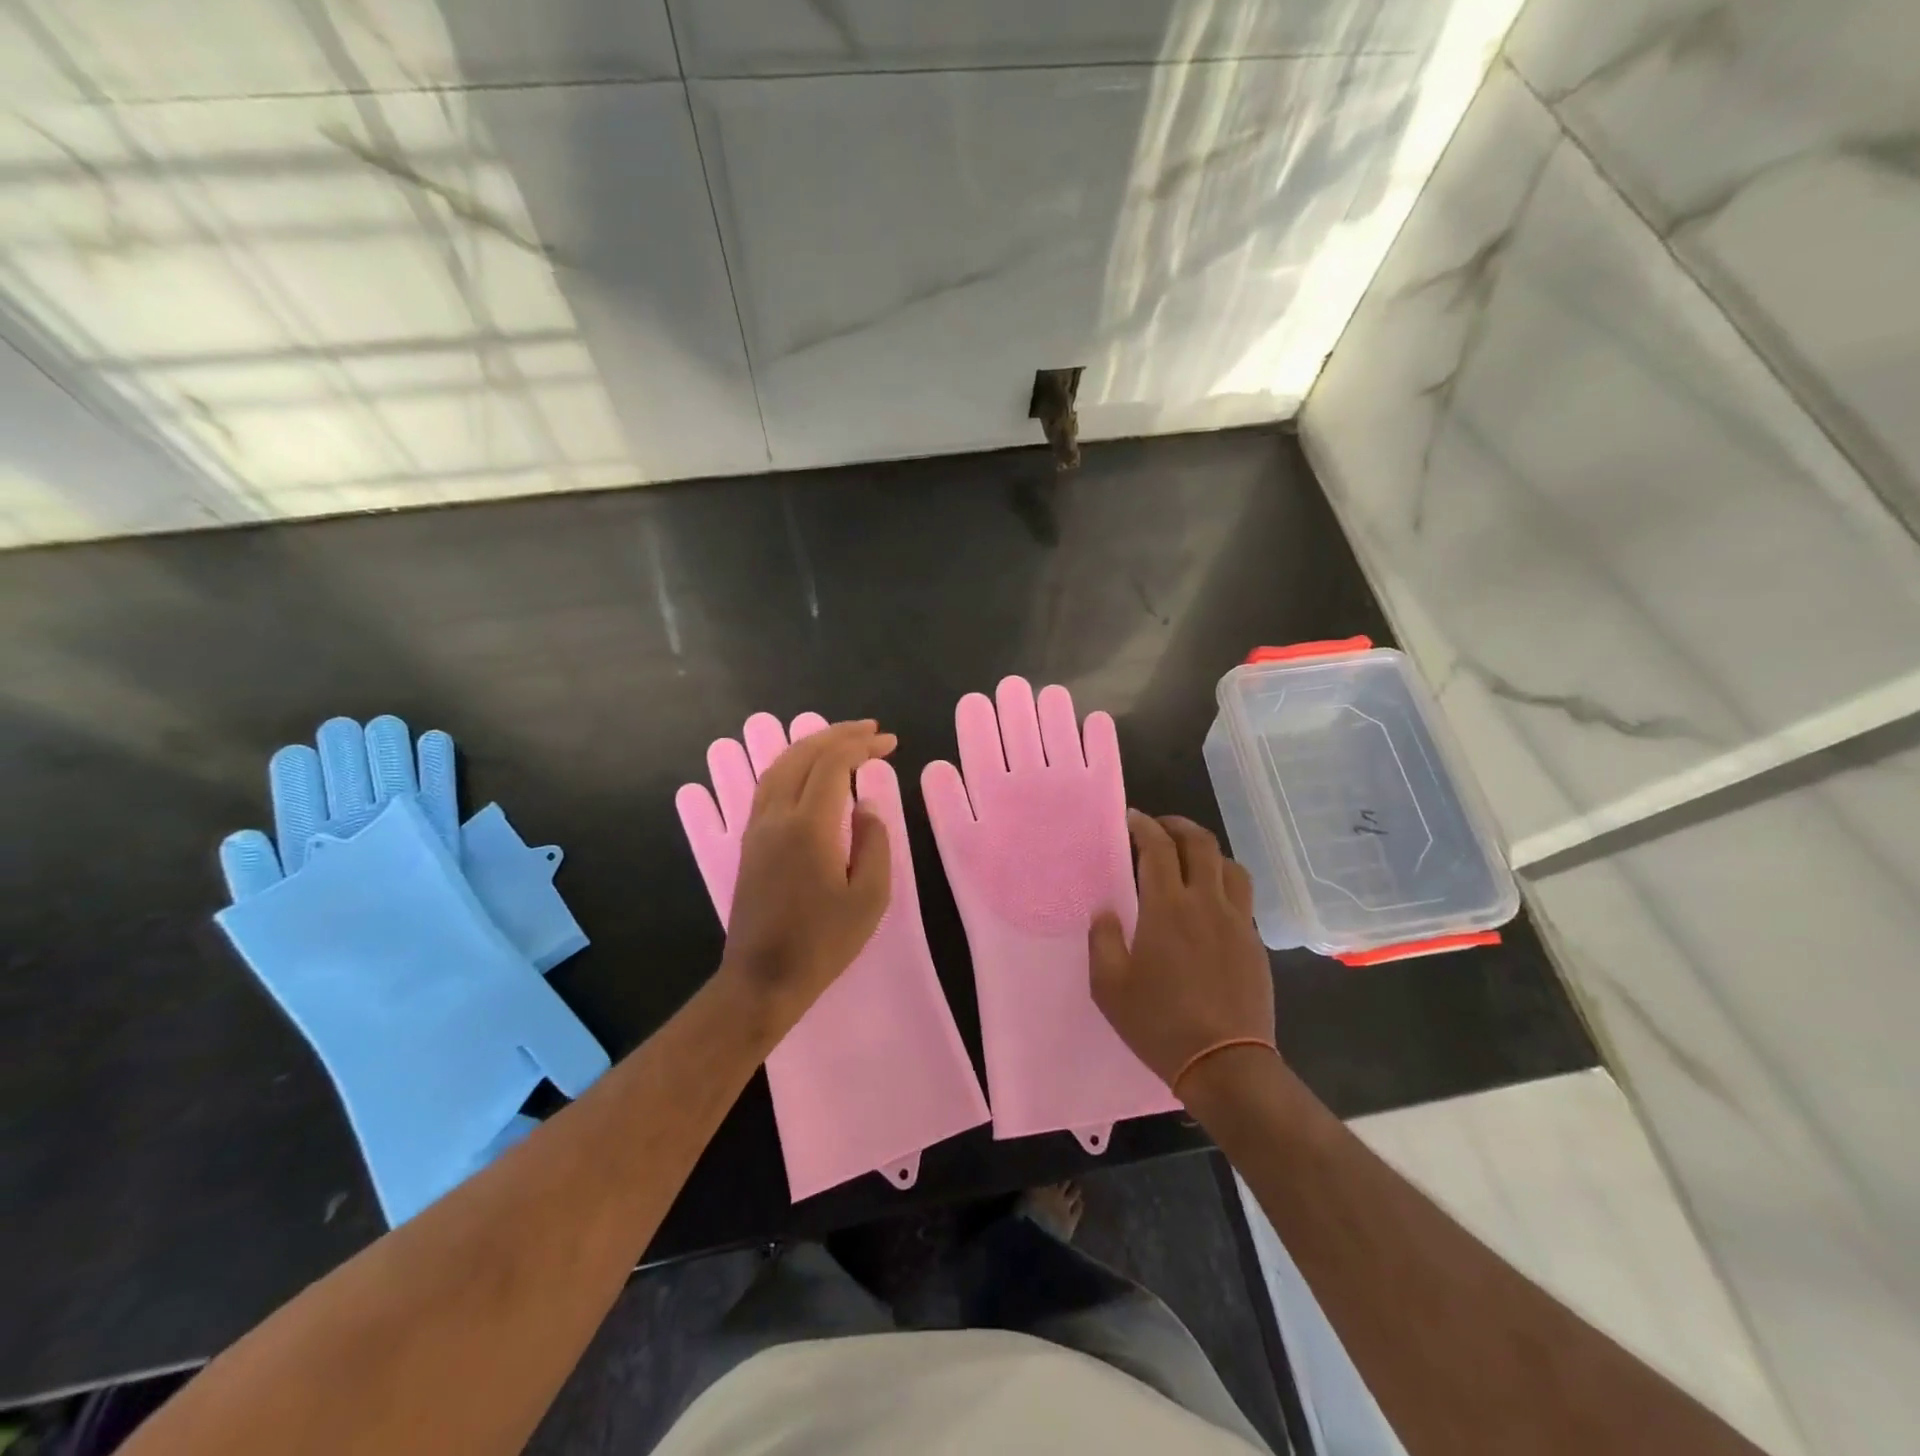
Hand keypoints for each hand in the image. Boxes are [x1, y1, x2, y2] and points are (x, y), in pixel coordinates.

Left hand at [718, 720, 895, 1032]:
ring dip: (811, 745)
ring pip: (779, 765)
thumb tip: (865, 805)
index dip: (862, 746)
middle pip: (802, 755)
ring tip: (841, 740)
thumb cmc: (823, 942)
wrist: (763, 978)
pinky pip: (767, 785)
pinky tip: (808, 770)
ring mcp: (756, 827)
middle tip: (870, 730)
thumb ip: (874, 842)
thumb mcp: (869, 897)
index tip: (890, 743)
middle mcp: (776, 816)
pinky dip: (792, 764)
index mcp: (809, 826)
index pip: (833, 764)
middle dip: (837, 735)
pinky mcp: (748, 842)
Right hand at [1089, 812, 1275, 1089]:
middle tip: (1159, 827)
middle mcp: (1207, 902)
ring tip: (1189, 857)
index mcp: (1167, 907)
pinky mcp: (1254, 943)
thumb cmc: (1159, 1023)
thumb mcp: (1110, 986)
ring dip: (1207, 851)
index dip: (1144, 826)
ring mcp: (1237, 922)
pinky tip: (1210, 901)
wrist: (1226, 1064)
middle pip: (1200, 843)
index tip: (1131, 819)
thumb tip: (1106, 912)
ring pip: (1230, 865)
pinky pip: (1242, 896)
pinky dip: (1223, 882)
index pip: (1158, 847)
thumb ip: (1103, 940)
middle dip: (1177, 826)